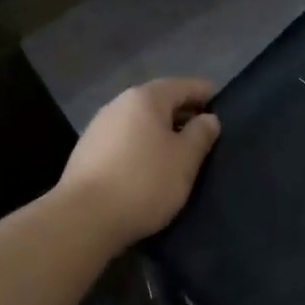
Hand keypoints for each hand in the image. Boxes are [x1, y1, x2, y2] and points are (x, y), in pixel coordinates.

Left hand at [59, 78, 220, 245]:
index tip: (220, 103)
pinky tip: (149, 164)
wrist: (84, 218)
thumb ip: (200, 135)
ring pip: (139, 121)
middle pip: (158, 101)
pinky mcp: (87, 152)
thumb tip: (208, 118)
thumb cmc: (144, 182)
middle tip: (204, 130)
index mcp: (145, 98)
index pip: (181, 86)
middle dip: (182, 112)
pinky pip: (124, 139)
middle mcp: (118, 104)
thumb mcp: (185, 160)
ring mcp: (98, 127)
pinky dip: (141, 144)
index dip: (203, 93)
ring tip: (179, 150)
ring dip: (160, 130)